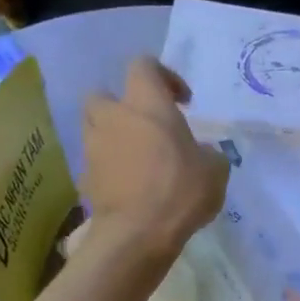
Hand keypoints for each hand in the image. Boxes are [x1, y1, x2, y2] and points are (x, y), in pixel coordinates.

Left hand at [81, 59, 228, 260]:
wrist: (137, 234)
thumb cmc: (180, 191)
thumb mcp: (215, 171)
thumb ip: (208, 155)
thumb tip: (201, 155)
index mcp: (146, 103)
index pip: (144, 65)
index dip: (163, 77)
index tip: (182, 102)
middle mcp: (113, 117)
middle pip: (104, 95)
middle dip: (121, 107)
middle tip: (145, 130)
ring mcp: (93, 149)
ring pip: (95, 131)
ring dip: (112, 140)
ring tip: (136, 163)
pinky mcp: (84, 180)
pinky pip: (95, 167)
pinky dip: (108, 172)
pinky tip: (127, 191)